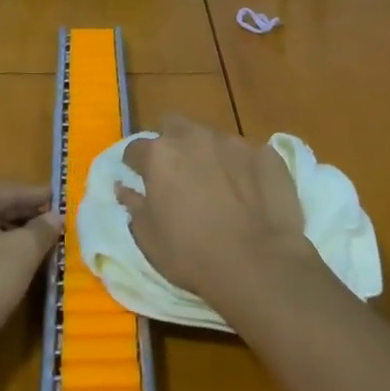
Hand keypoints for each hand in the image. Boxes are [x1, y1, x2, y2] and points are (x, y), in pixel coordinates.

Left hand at [0, 185, 59, 355]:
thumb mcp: (23, 253)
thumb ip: (42, 230)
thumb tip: (54, 217)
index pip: (12, 190)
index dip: (40, 197)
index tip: (63, 201)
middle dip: (27, 217)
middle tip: (55, 225)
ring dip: (12, 237)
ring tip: (39, 249)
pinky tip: (12, 270)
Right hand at [120, 116, 313, 306]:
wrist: (259, 264)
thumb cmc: (193, 255)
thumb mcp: (149, 239)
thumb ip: (134, 205)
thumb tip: (124, 187)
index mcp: (161, 155)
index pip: (136, 148)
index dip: (136, 164)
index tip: (140, 179)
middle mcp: (195, 137)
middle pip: (174, 127)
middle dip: (172, 144)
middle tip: (178, 175)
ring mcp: (234, 141)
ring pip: (213, 138)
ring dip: (209, 155)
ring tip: (219, 186)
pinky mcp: (265, 152)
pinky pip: (246, 154)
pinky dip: (242, 168)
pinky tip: (250, 193)